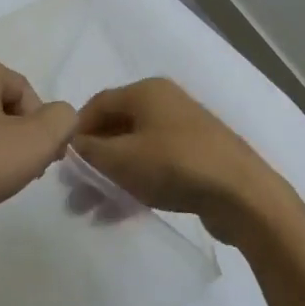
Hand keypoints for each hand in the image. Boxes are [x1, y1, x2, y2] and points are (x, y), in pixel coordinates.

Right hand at [71, 78, 291, 243]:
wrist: (243, 195)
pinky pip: (153, 166)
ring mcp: (183, 131)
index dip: (75, 132)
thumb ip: (88, 150)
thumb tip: (69, 144)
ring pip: (133, 151)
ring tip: (90, 210)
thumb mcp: (121, 159)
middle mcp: (164, 103)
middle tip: (74, 193)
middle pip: (114, 129)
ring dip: (109, 178)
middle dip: (91, 162)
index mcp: (146, 91)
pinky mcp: (196, 157)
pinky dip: (133, 184)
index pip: (96, 104)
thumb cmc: (175, 166)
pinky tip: (118, 213)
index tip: (61, 163)